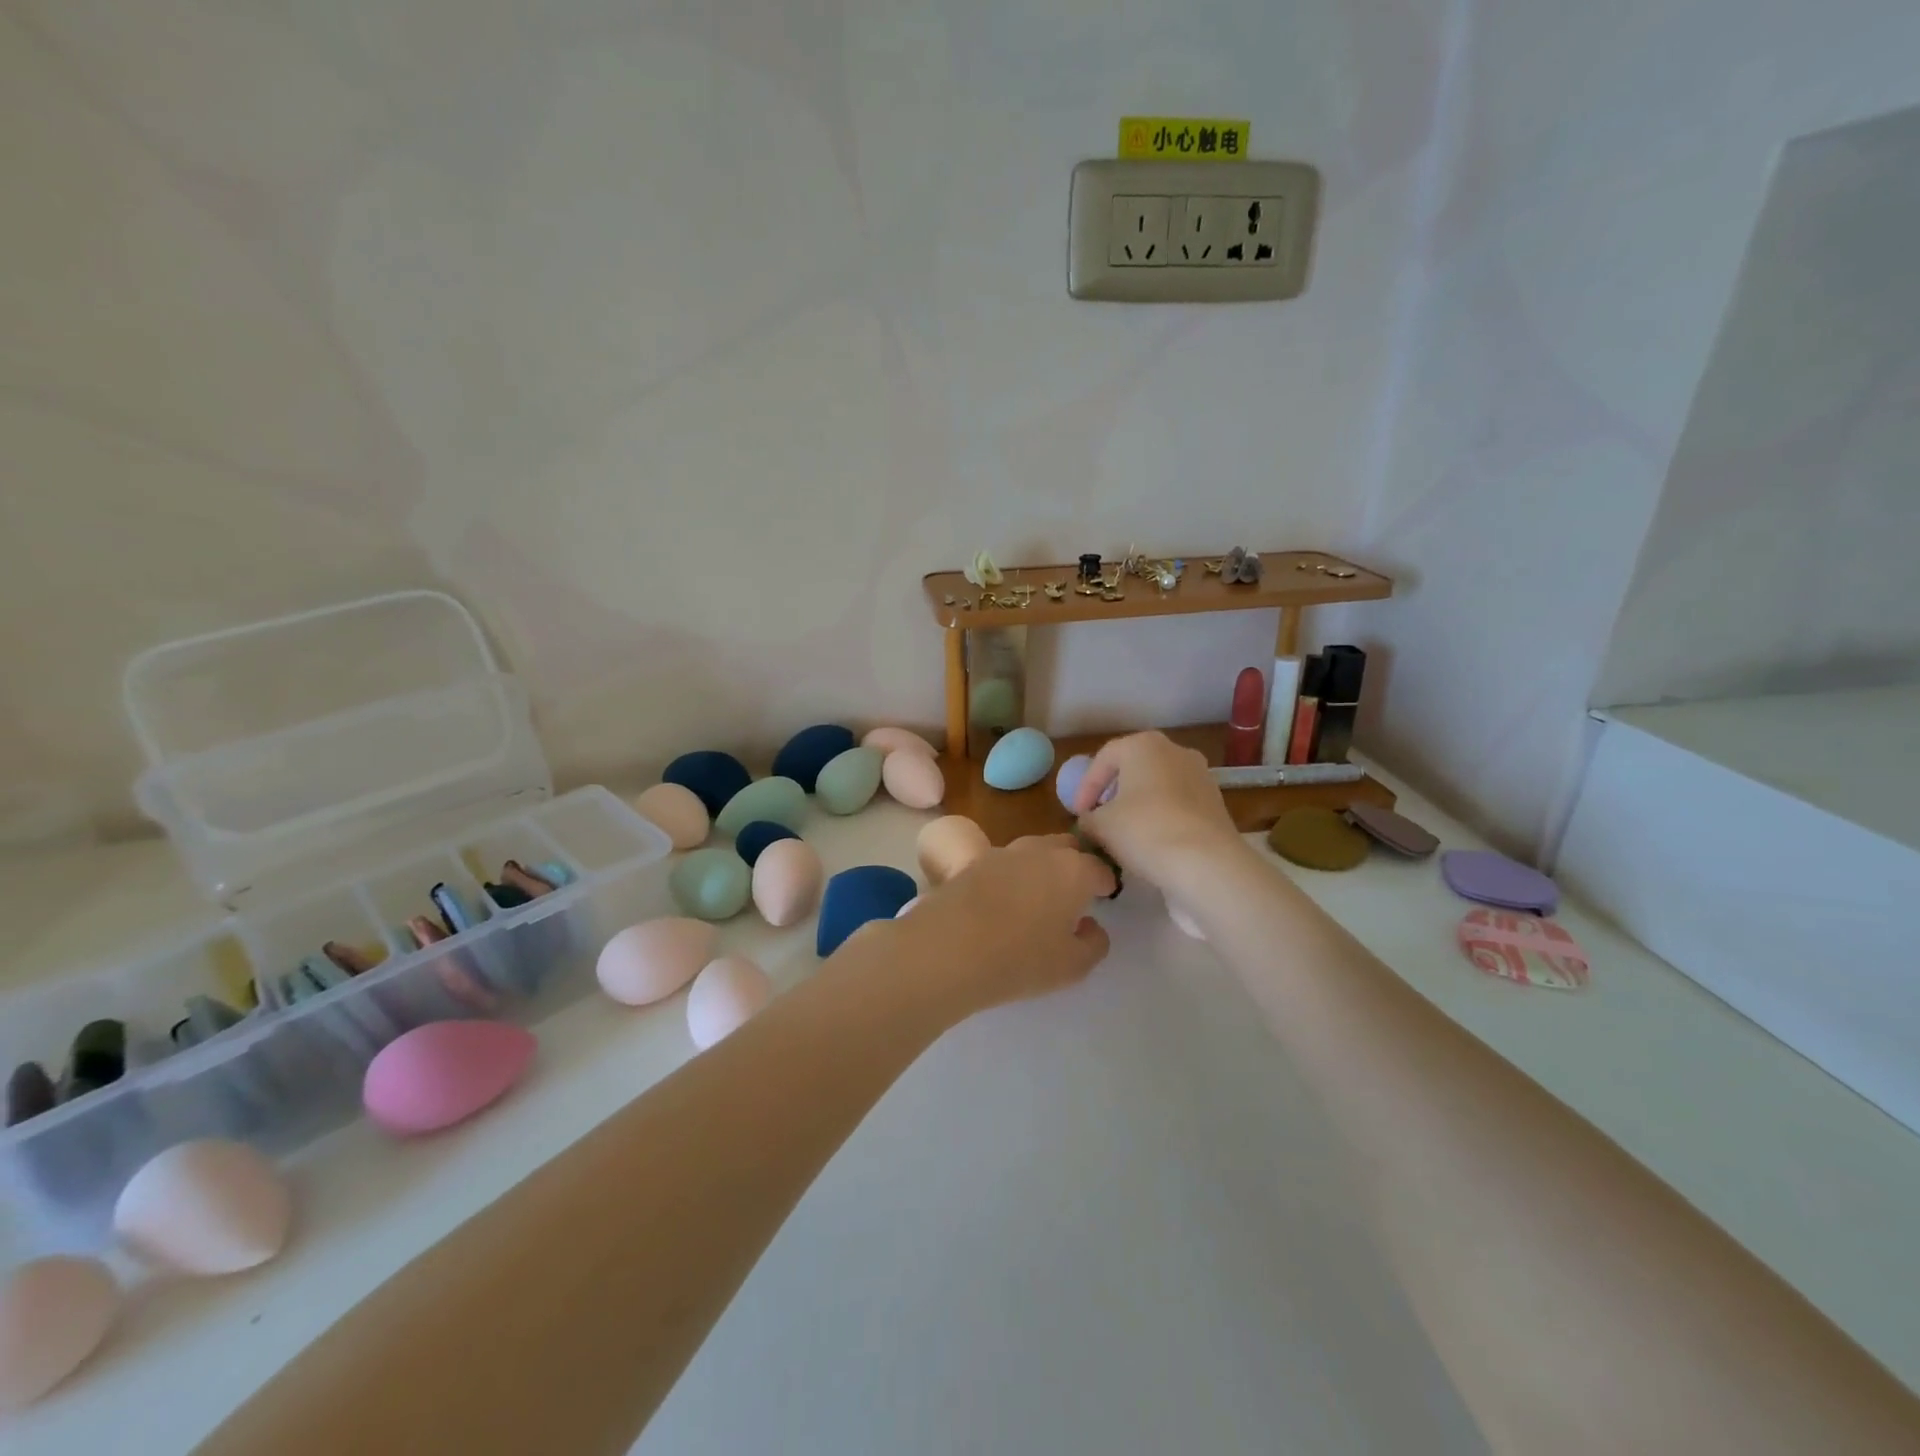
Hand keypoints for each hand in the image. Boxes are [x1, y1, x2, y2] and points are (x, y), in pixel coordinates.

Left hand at [897, 835, 1114, 1014]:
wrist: (948, 947)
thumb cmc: (1021, 957)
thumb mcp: (1073, 965)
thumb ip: (1094, 944)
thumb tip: (1091, 926)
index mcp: (1073, 870)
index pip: (1099, 869)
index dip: (1105, 884)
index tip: (1104, 897)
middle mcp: (1040, 851)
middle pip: (1066, 848)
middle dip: (1074, 864)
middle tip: (1073, 893)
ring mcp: (1003, 853)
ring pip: (1033, 851)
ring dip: (1041, 867)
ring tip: (1038, 897)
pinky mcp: (971, 863)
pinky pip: (1003, 864)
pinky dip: (1011, 877)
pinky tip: (1005, 901)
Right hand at [1071, 732, 1246, 897]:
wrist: (1207, 864)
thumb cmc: (1144, 831)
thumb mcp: (1101, 825)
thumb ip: (1089, 818)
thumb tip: (1090, 821)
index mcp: (1144, 745)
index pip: (1104, 759)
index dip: (1085, 787)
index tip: (1077, 814)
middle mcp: (1175, 752)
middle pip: (1134, 769)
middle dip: (1113, 793)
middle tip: (1098, 817)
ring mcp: (1201, 777)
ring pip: (1158, 788)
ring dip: (1138, 807)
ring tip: (1123, 834)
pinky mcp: (1215, 804)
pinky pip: (1178, 806)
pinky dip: (1161, 819)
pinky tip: (1150, 843)